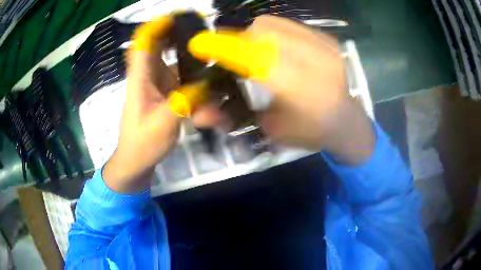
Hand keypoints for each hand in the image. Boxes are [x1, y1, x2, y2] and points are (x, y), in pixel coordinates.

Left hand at [102, 16, 222, 192]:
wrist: (136, 162)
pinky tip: (210, 100)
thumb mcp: (163, 124)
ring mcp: (159, 86)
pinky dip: (197, 87)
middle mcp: (149, 77)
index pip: (142, 45)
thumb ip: (185, 102)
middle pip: (160, 47)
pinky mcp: (167, 96)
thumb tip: (209, 85)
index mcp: (140, 80)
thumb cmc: (142, 144)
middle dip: (179, 37)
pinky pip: (183, 83)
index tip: (176, 18)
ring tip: (213, 68)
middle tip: (203, 33)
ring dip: (193, 67)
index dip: (156, 27)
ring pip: (176, 66)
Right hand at [189, 15, 374, 164]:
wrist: (346, 120)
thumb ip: (233, 117)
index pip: (258, 59)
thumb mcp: (270, 131)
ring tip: (256, 53)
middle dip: (239, 41)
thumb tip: (197, 114)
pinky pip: (287, 24)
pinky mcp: (327, 38)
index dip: (225, 49)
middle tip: (234, 57)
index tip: (199, 44)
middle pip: (262, 32)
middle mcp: (318, 63)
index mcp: (305, 93)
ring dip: (254, 35)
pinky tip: (277, 49)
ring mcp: (325, 46)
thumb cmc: (309, 132)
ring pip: (273, 24)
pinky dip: (272, 33)